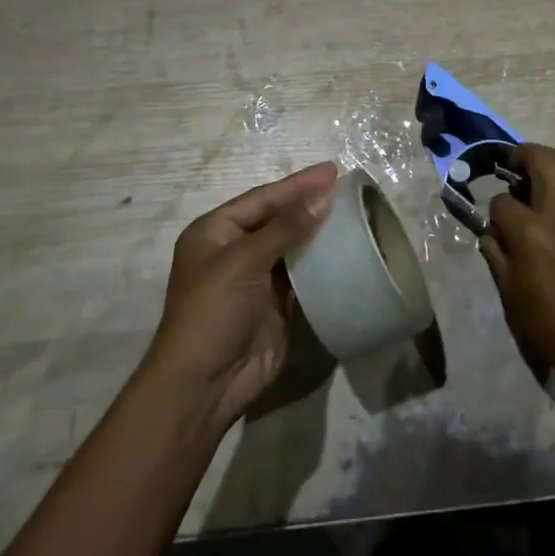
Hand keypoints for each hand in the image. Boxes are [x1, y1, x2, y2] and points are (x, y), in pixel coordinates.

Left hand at [143, 162, 336, 432]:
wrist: (204, 385)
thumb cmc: (213, 312)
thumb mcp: (243, 262)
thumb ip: (285, 228)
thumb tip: (324, 196)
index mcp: (214, 231)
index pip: (263, 198)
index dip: (297, 184)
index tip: (332, 170)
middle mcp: (233, 249)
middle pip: (277, 217)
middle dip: (308, 201)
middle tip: (346, 185)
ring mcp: (254, 277)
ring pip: (291, 243)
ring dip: (317, 228)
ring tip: (350, 210)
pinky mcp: (273, 302)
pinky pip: (300, 272)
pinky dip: (319, 258)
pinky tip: (343, 246)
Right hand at [480, 144, 554, 382]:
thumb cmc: (548, 322)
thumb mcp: (509, 292)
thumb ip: (496, 255)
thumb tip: (491, 233)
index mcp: (528, 232)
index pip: (502, 201)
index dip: (496, 209)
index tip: (498, 221)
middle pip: (540, 159)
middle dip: (522, 154)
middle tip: (516, 162)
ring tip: (553, 164)